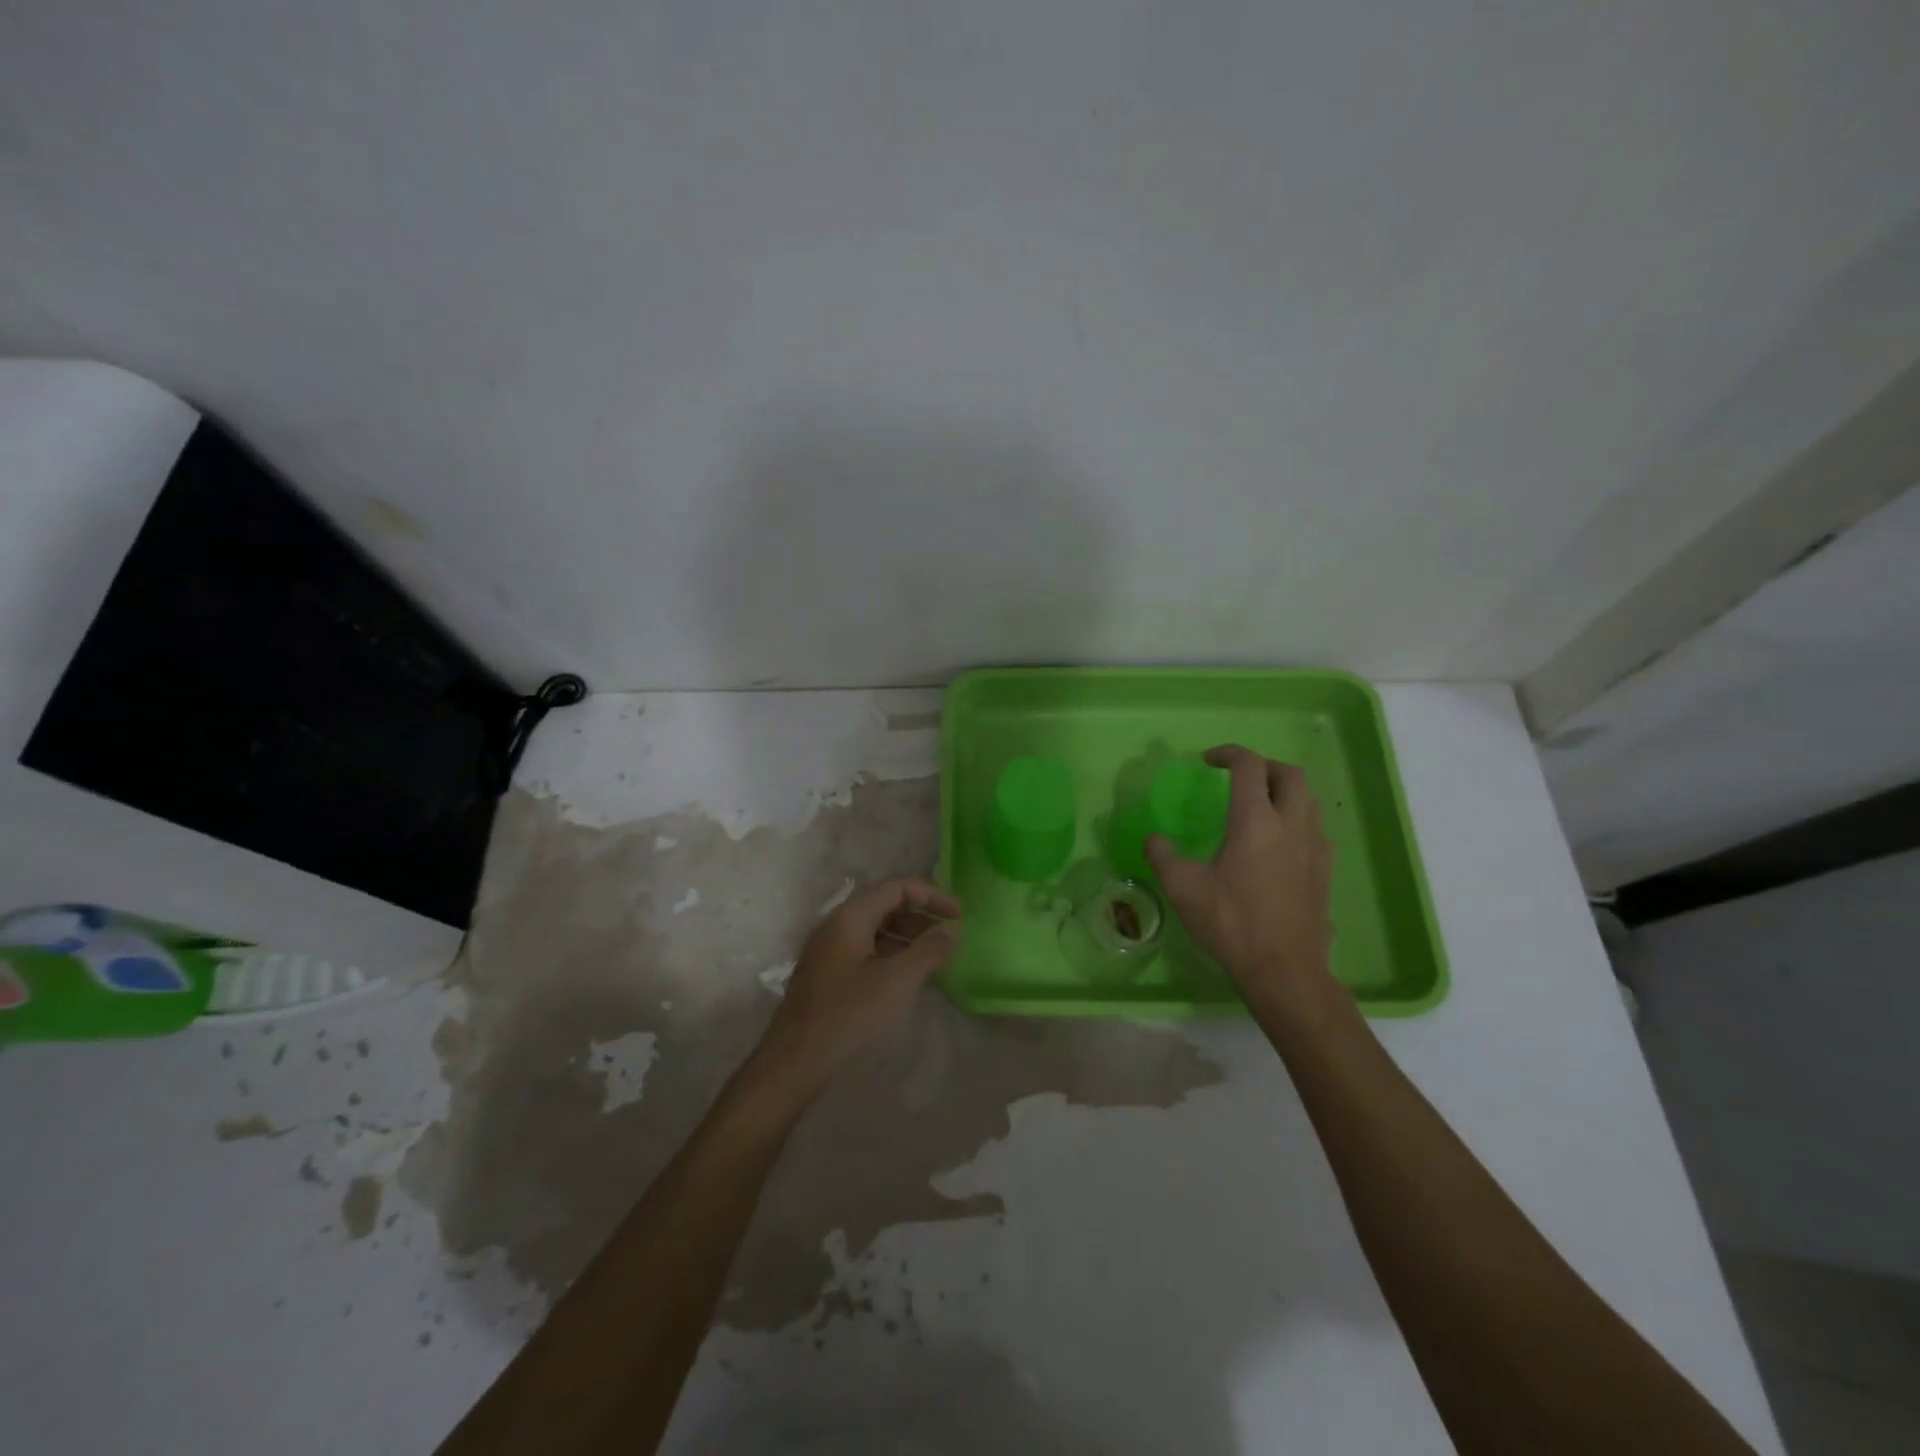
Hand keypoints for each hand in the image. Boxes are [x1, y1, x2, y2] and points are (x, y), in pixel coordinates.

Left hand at [751, 878, 961, 1098]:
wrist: (796, 1060)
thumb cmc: (850, 1013)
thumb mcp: (898, 981)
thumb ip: (929, 950)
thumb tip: (951, 929)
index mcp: (851, 916)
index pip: (898, 887)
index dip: (932, 896)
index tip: (960, 916)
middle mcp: (837, 924)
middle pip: (886, 905)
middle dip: (921, 916)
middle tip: (949, 936)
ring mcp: (829, 949)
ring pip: (876, 929)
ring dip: (908, 937)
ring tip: (934, 957)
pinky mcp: (828, 973)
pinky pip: (866, 950)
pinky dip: (892, 954)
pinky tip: (907, 977)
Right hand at [1146, 745, 1335, 1013]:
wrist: (1284, 970)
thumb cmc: (1231, 923)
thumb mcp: (1182, 888)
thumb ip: (1162, 856)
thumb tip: (1153, 839)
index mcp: (1255, 821)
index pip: (1249, 766)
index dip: (1228, 754)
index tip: (1208, 760)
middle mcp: (1291, 825)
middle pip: (1290, 774)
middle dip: (1263, 766)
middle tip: (1238, 777)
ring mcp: (1314, 848)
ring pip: (1309, 799)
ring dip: (1285, 790)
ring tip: (1260, 804)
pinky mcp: (1326, 871)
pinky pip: (1316, 829)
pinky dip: (1298, 820)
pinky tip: (1279, 843)